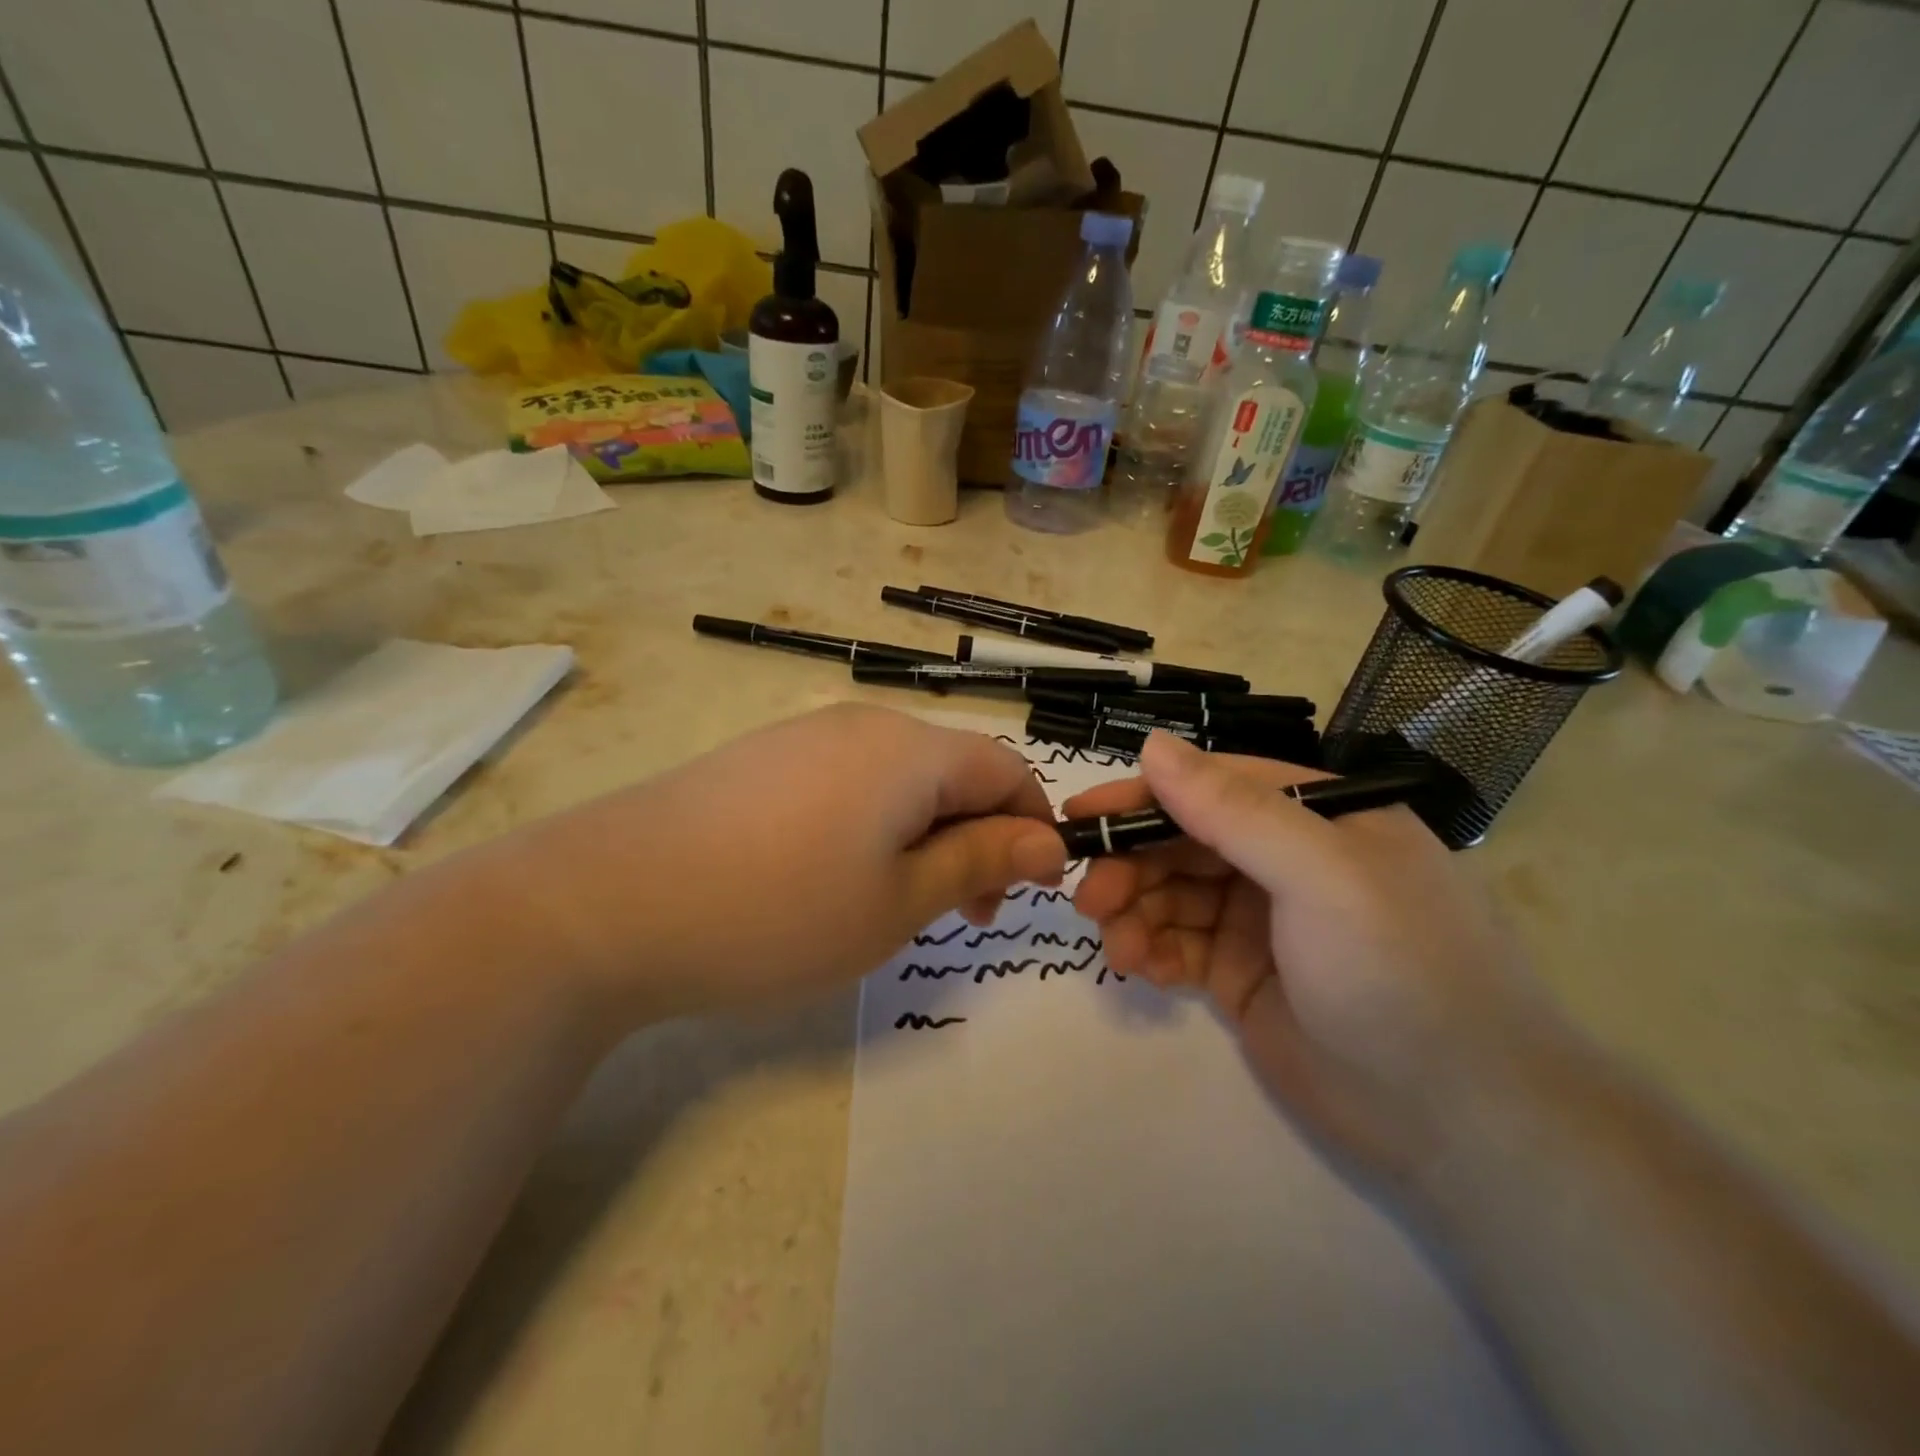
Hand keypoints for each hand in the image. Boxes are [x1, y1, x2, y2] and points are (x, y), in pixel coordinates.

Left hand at [487, 705, 1066, 1023]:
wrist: (606, 903)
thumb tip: (1047, 842)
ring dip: (923, 835)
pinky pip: (846, 784)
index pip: (1005, 766)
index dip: (1032, 825)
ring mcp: (804, 736)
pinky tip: (831, 878)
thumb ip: (979, 861)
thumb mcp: (898, 901)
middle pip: (951, 770)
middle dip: (977, 837)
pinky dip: (871, 827)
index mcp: (909, 749)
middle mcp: (861, 724)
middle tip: (962, 913)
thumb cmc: (777, 910)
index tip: (1026, 891)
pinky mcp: (762, 760)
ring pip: (898, 780)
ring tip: (895, 902)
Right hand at [1068, 733, 1566, 1183]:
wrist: (1464, 1125)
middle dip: (1132, 864)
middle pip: (1184, 841)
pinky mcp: (1244, 974)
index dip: (1143, 798)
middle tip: (1091, 899)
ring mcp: (1264, 919)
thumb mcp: (1321, 875)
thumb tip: (1152, 745)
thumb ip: (1233, 808)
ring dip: (1135, 912)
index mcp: (1316, 816)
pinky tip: (1139, 969)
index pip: (1211, 786)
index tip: (1082, 815)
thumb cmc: (1399, 972)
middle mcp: (1287, 859)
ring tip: (1117, 947)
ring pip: (1173, 893)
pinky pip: (1180, 944)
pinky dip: (1152, 949)